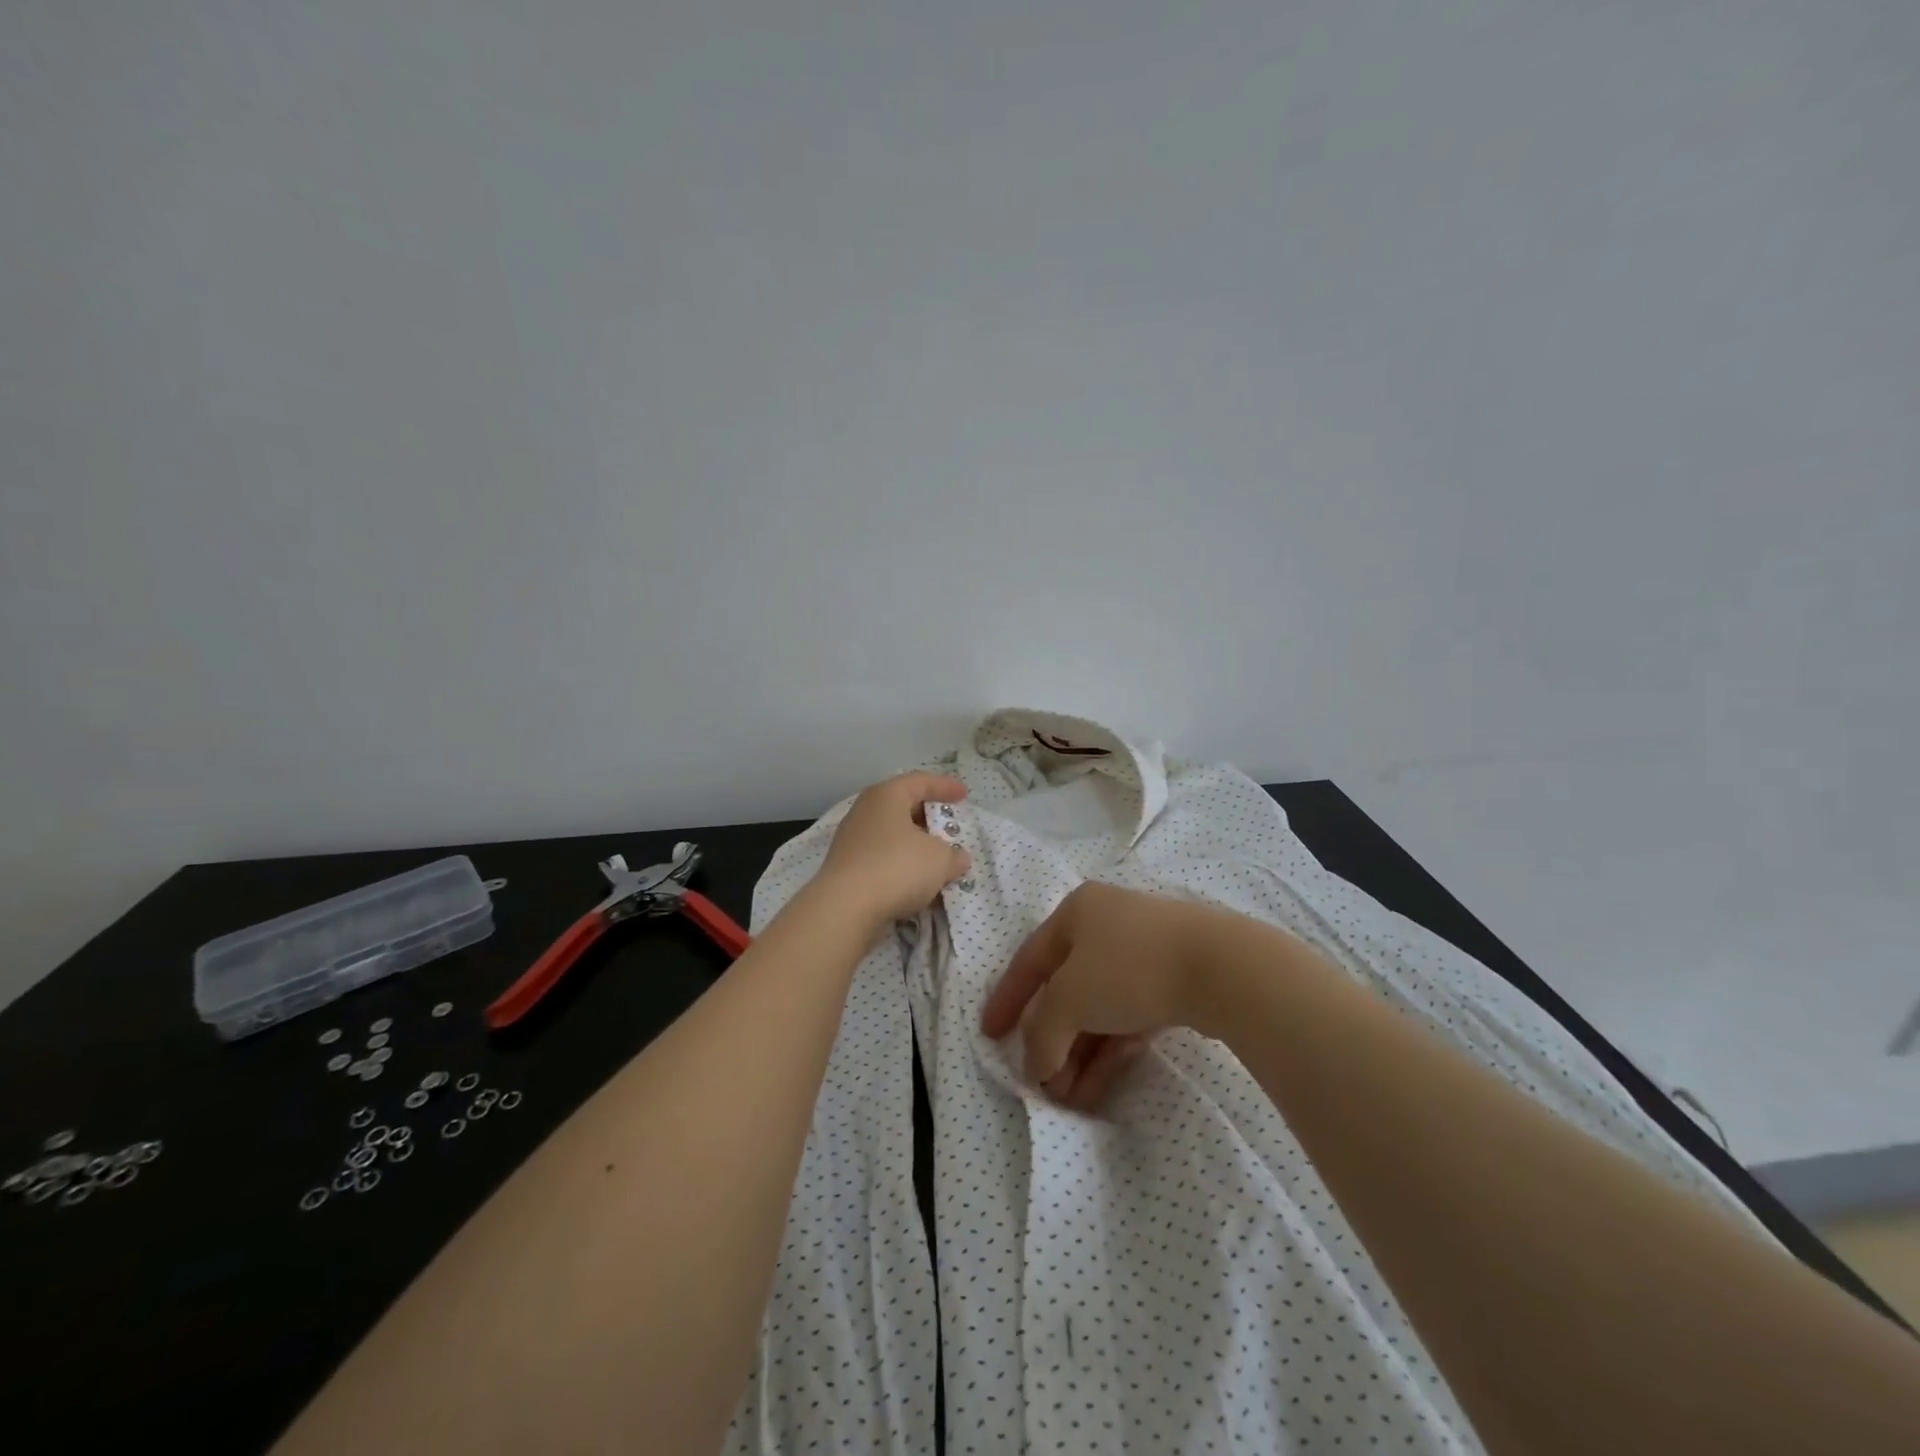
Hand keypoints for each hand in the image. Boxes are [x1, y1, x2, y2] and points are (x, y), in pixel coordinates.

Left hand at [813, 771, 971, 928]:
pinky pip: (882, 859)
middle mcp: (865, 812)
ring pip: (891, 836)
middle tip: (948, 827)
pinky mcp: (846, 869)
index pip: (920, 781)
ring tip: (936, 860)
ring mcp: (852, 841)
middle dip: (928, 818)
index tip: (964, 795)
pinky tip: (916, 883)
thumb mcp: (939, 859)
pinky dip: (901, 866)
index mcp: (886, 796)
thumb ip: (953, 855)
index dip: (945, 786)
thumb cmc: (897, 867)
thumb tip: (956, 858)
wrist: (844, 909)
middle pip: (902, 807)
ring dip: (915, 846)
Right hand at [980, 883, 1220, 1112]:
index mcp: (1077, 912)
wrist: (1223, 968)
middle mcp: (1107, 926)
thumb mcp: (1070, 998)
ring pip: (1099, 1010)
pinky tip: (1097, 1088)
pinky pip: (1129, 1018)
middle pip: (1067, 992)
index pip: (1029, 960)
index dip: (1007, 1000)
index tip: (990, 1034)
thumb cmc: (1129, 968)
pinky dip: (1110, 1050)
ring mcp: (1144, 953)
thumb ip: (1043, 1034)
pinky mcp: (1174, 982)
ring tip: (1069, 1099)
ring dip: (1080, 1054)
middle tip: (1042, 1084)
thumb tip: (1038, 1066)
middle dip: (1052, 1042)